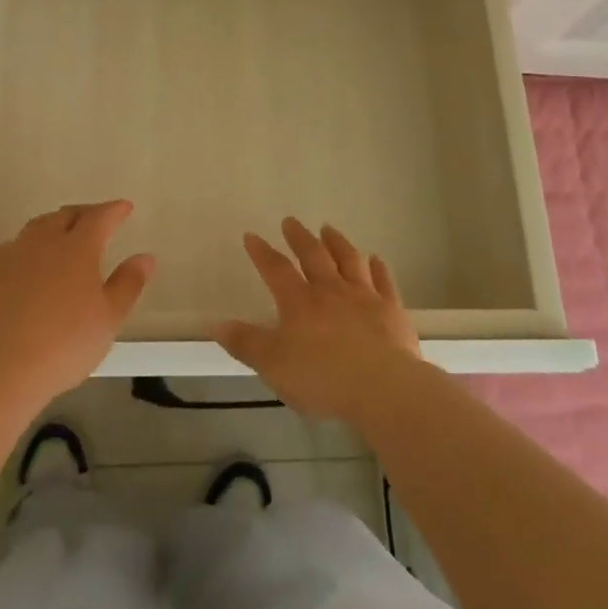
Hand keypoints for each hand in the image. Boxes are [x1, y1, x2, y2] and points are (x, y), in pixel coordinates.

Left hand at [0, 200, 154, 412]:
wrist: (0, 369)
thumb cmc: (65, 344)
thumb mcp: (109, 318)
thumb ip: (129, 283)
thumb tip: (146, 257)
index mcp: (78, 248)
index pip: (99, 217)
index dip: (114, 210)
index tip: (125, 207)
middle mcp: (44, 241)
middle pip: (66, 215)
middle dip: (85, 213)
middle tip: (97, 219)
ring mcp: (13, 255)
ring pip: (38, 226)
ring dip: (56, 223)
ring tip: (64, 234)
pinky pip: (15, 245)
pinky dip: (30, 244)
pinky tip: (31, 259)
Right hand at [214, 217, 423, 421]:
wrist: (382, 387)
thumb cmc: (322, 377)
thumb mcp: (273, 365)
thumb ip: (245, 343)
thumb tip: (216, 324)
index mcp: (299, 302)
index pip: (276, 269)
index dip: (262, 252)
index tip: (252, 235)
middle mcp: (331, 290)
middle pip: (313, 255)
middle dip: (299, 237)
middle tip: (291, 221)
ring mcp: (364, 297)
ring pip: (349, 260)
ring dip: (337, 242)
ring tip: (328, 228)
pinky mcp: (392, 310)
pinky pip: (383, 281)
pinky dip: (378, 268)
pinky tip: (375, 259)